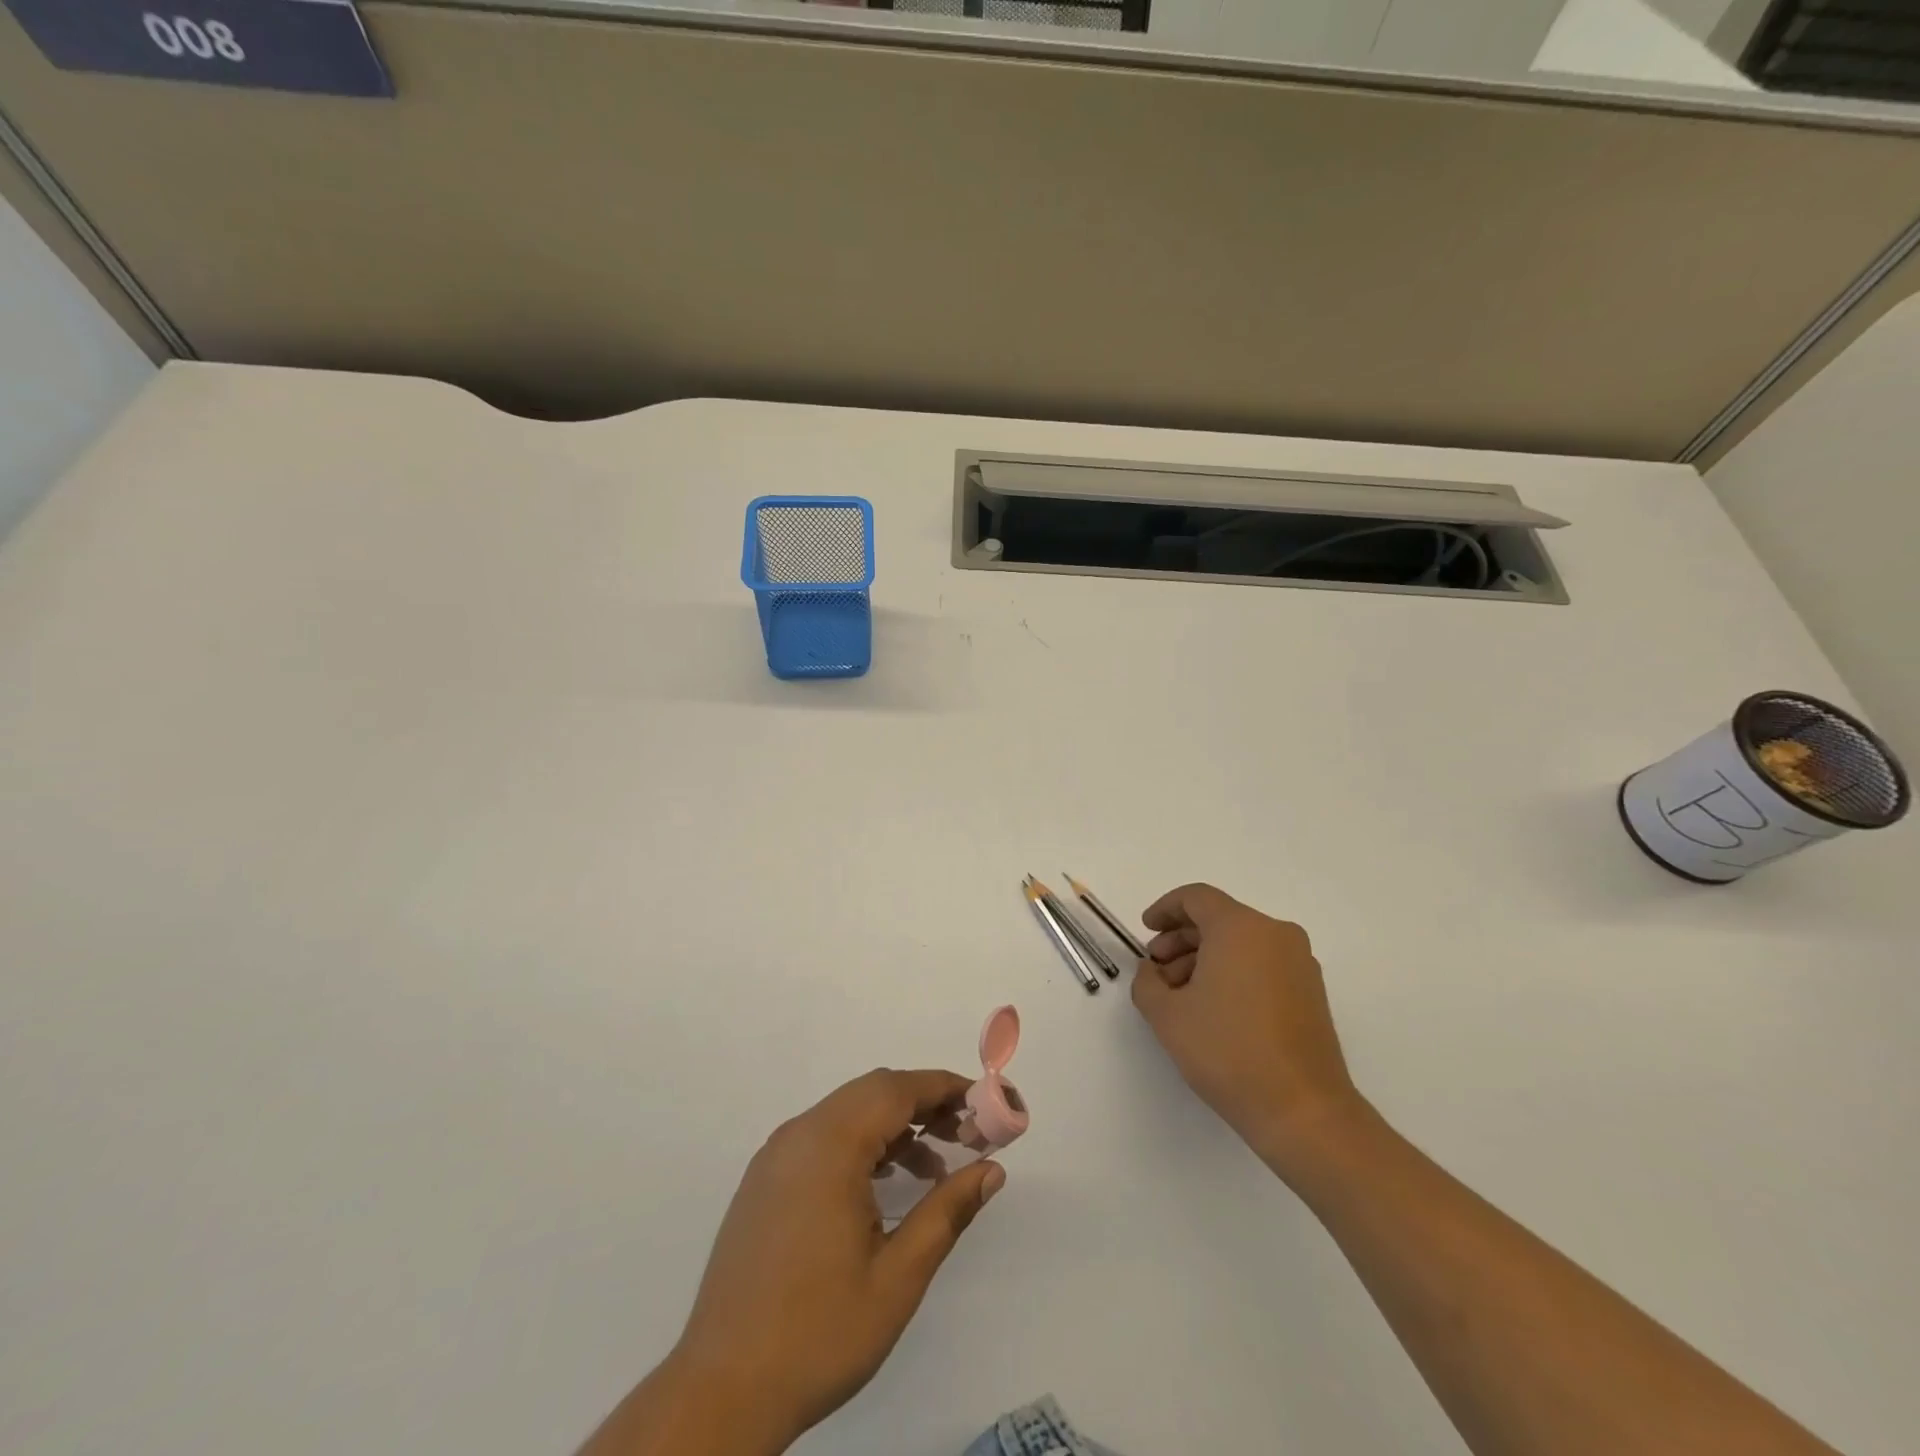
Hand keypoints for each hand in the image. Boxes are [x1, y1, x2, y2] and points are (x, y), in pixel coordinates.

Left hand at [669, 1069, 1004, 1453]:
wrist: (721, 1390)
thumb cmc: (818, 1333)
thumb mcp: (898, 1277)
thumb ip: (947, 1212)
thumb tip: (992, 1169)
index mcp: (830, 1145)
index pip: (898, 1089)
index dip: (945, 1088)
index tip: (985, 1102)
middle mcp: (799, 1134)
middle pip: (872, 1092)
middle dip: (923, 1104)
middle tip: (966, 1135)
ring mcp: (776, 1156)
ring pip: (846, 1113)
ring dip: (893, 1125)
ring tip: (933, 1168)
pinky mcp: (763, 1181)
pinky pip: (822, 1138)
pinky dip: (860, 1143)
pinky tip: (882, 1186)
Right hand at [1131, 883, 1362, 1173]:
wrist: (1302, 1110)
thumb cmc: (1228, 1051)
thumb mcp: (1167, 1015)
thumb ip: (1147, 982)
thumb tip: (1152, 970)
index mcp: (1240, 927)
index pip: (1196, 897)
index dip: (1164, 909)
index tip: (1145, 930)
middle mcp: (1275, 934)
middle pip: (1219, 919)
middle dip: (1181, 939)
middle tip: (1157, 969)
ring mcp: (1299, 962)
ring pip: (1241, 943)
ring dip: (1205, 958)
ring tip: (1180, 996)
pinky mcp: (1311, 991)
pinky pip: (1262, 963)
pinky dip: (1233, 972)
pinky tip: (1213, 1008)